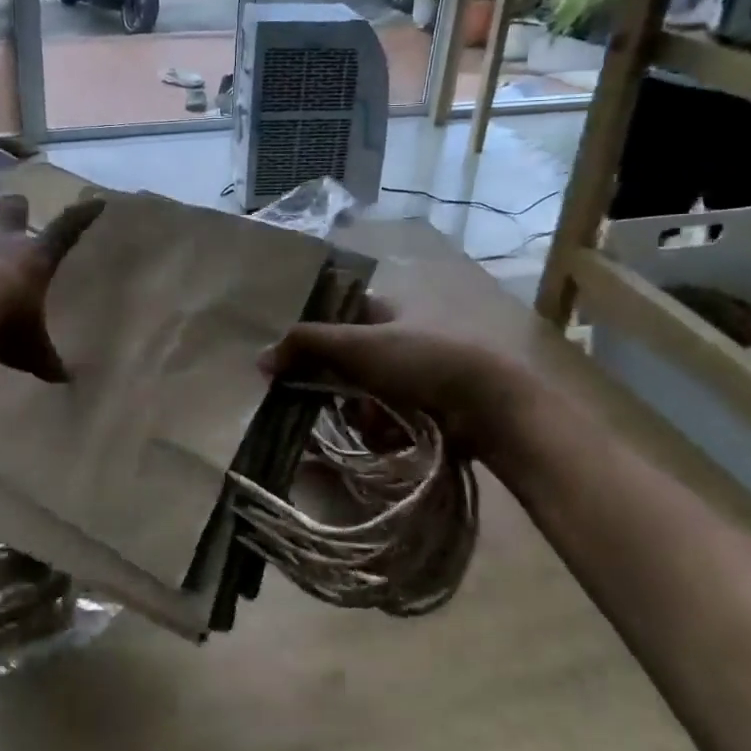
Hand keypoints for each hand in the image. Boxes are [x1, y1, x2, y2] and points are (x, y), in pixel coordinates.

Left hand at [0, 193, 104, 382]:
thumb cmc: (2, 325)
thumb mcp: (30, 349)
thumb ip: (47, 360)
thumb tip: (66, 380)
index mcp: (37, 258)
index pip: (67, 230)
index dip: (82, 215)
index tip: (95, 202)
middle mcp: (6, 239)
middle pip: (16, 208)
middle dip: (19, 206)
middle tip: (19, 209)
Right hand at [260, 298, 542, 468]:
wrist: (489, 403)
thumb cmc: (421, 359)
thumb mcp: (357, 344)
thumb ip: (306, 345)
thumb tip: (260, 358)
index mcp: (384, 311)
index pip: (336, 318)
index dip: (314, 339)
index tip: (297, 364)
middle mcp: (397, 340)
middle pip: (345, 367)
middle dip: (340, 390)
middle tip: (341, 401)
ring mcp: (414, 378)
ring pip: (363, 400)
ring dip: (363, 416)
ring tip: (379, 425)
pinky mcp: (427, 411)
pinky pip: (386, 423)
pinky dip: (385, 432)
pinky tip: (396, 438)